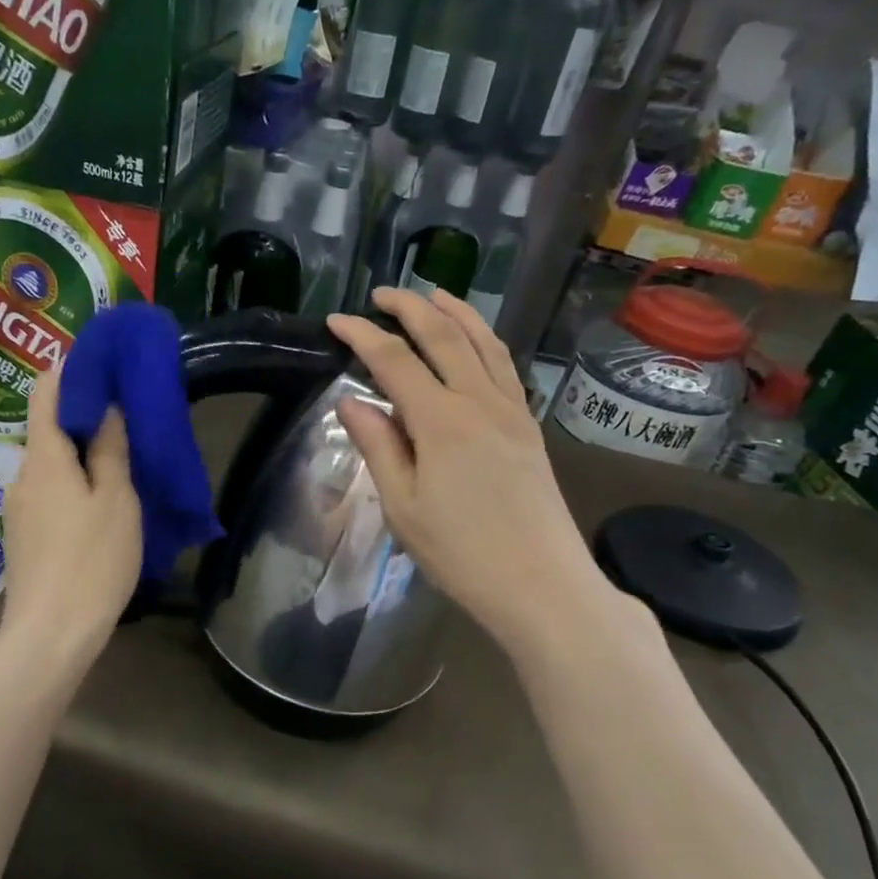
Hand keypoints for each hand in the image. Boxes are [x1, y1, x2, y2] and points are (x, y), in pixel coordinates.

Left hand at [0, 362, 141, 668]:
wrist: (51, 635)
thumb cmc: (92, 561)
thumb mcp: (116, 500)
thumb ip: (111, 450)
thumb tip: (107, 407)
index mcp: (44, 458)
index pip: (46, 392)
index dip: (71, 371)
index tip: (105, 366)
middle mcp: (23, 475)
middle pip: (50, 430)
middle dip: (86, 419)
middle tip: (129, 421)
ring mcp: (19, 508)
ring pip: (53, 465)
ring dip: (83, 457)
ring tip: (123, 464)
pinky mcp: (24, 535)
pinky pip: (51, 493)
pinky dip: (74, 484)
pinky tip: (101, 504)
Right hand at [326, 288, 620, 659]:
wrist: (542, 585)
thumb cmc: (461, 554)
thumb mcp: (403, 507)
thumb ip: (378, 446)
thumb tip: (351, 401)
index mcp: (441, 422)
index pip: (394, 361)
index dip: (362, 336)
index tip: (335, 321)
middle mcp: (480, 402)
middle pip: (444, 336)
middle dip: (411, 307)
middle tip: (382, 294)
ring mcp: (512, 411)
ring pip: (484, 343)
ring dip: (456, 312)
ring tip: (434, 294)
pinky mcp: (529, 427)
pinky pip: (504, 366)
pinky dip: (484, 340)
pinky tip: (476, 342)